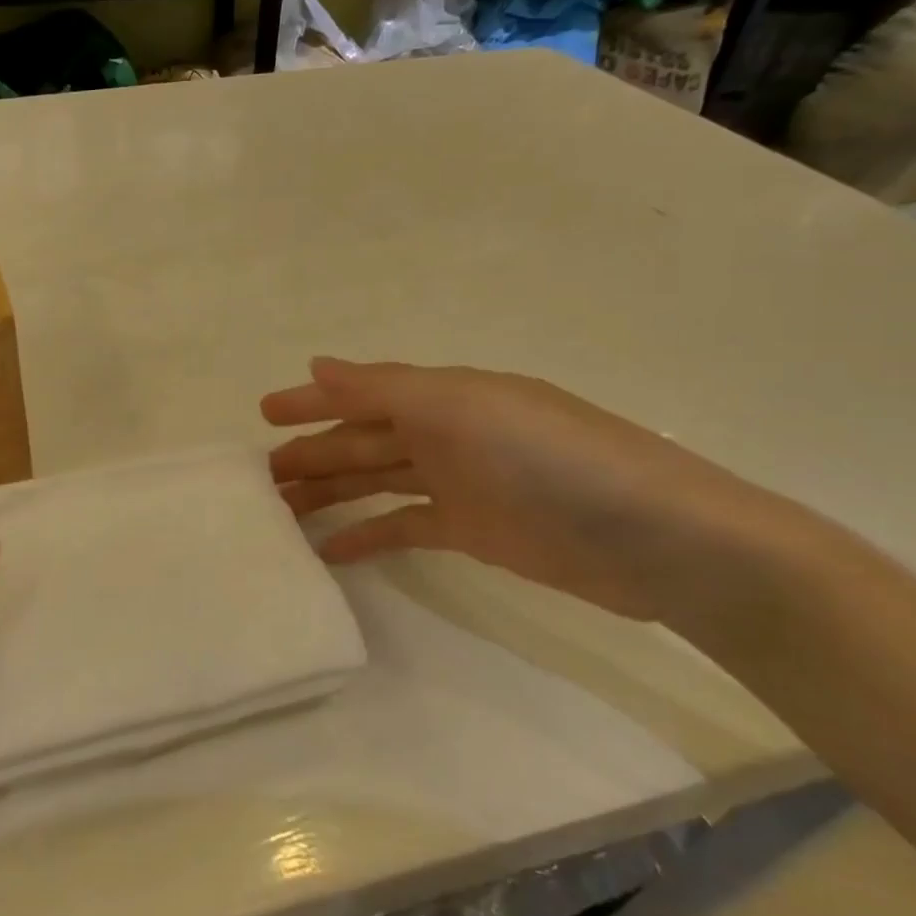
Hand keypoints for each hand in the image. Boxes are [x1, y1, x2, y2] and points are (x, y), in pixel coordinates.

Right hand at [264, 358, 806, 632]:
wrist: (657, 540)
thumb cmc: (552, 459)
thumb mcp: (463, 408)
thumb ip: (385, 388)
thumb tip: (318, 364)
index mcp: (444, 396)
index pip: (362, 394)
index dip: (312, 402)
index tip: (262, 415)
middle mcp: (446, 433)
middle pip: (362, 441)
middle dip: (310, 453)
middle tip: (258, 478)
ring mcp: (459, 484)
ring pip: (375, 482)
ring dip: (329, 493)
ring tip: (280, 514)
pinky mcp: (472, 531)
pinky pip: (404, 527)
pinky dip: (368, 536)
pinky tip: (331, 552)